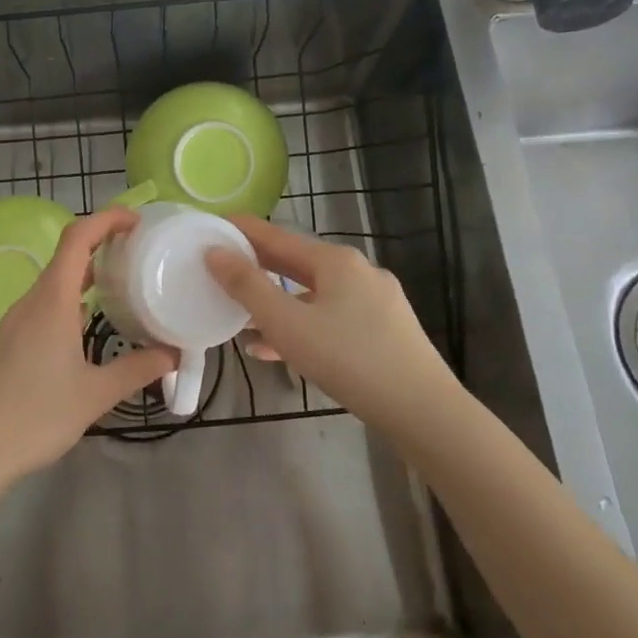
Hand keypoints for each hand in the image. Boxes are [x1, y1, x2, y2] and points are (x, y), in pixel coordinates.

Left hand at [0, 206, 177, 482]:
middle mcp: (32, 302)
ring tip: (122, 281)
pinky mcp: (12, 340)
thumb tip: (172, 354)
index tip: (137, 220)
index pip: (77, 239)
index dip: (106, 219)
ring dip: (86, 272)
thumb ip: (138, 369)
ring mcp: (18, 321)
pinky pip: (46, 303)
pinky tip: (90, 321)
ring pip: (55, 281)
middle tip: (138, 249)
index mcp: (52, 302)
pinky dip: (72, 297)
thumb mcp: (96, 394)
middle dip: (101, 243)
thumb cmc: (38, 416)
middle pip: (66, 255)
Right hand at [205, 216, 461, 437]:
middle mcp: (358, 272)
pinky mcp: (383, 332)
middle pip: (296, 263)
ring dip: (276, 303)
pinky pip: (331, 319)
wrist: (423, 411)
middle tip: (221, 269)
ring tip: (242, 318)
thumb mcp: (287, 323)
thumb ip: (247, 287)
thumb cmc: (348, 359)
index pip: (278, 236)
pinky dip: (302, 326)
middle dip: (258, 268)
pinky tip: (276, 350)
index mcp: (336, 260)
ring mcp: (375, 302)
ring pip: (313, 294)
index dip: (244, 231)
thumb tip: (214, 252)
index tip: (214, 226)